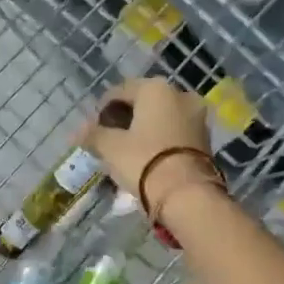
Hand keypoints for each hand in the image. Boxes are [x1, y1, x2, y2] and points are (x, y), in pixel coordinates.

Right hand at [85, 79, 220, 220]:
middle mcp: (180, 94)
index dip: (102, 109)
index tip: (93, 129)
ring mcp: (197, 116)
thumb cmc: (144, 160)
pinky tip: (148, 158)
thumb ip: (93, 134)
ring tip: (128, 152)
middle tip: (109, 140)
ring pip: (162, 118)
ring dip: (144, 130)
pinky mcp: (206, 139)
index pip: (120, 91)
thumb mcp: (111, 147)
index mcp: (156, 88)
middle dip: (125, 119)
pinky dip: (161, 140)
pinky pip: (176, 133)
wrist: (187, 194)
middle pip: (144, 103)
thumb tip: (77, 131)